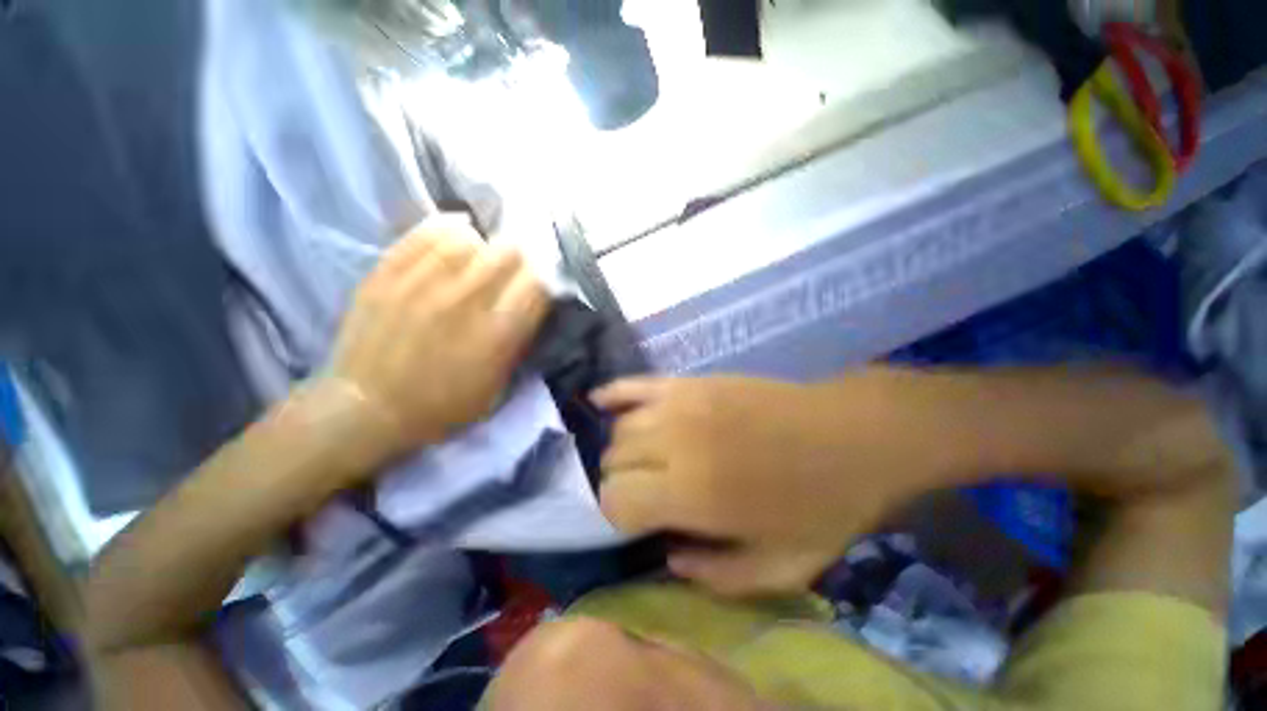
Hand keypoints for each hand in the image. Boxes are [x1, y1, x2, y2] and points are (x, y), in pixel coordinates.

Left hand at [326, 219, 549, 463]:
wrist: (366, 408)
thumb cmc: (441, 406)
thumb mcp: (497, 388)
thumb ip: (518, 344)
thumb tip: (529, 308)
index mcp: (496, 335)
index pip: (537, 285)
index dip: (543, 284)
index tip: (536, 290)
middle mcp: (465, 302)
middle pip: (509, 253)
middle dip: (518, 261)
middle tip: (510, 272)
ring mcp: (423, 284)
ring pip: (470, 238)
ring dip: (483, 248)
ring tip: (478, 259)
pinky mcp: (389, 273)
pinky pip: (426, 233)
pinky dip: (448, 229)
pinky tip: (455, 236)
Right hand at [594, 371, 956, 596]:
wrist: (852, 435)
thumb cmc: (822, 504)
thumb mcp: (780, 568)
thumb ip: (715, 576)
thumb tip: (667, 555)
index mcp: (692, 493)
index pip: (616, 501)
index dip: (618, 517)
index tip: (636, 522)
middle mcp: (675, 442)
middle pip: (613, 460)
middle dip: (620, 482)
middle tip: (643, 491)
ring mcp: (681, 403)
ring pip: (620, 427)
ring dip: (620, 448)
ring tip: (639, 458)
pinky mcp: (691, 381)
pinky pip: (635, 385)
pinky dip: (612, 395)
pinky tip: (601, 403)